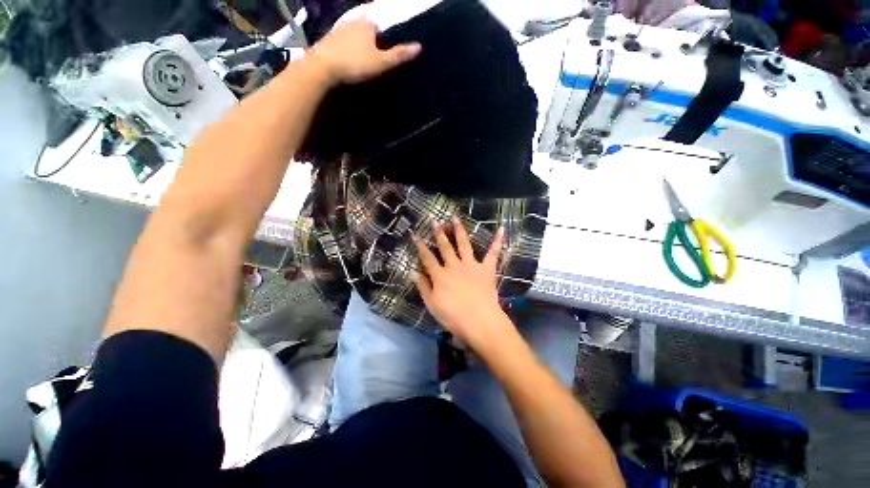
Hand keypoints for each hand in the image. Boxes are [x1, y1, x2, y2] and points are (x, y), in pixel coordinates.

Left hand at [308, 18, 420, 84]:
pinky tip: (346, 57)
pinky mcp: (327, 39)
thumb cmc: (355, 63)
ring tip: (361, 56)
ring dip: (357, 40)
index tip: (385, 47)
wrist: (323, 67)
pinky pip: (341, 40)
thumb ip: (399, 55)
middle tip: (374, 53)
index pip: (378, 22)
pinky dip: (346, 46)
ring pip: (352, 31)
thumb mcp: (381, 63)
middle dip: (370, 35)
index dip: (383, 34)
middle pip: (365, 25)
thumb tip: (419, 46)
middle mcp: (352, 21)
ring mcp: (338, 29)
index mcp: (367, 24)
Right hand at [413, 219, 508, 346]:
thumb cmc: (453, 317)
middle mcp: (454, 266)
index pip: (427, 258)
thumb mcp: (432, 304)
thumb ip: (423, 287)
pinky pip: (493, 253)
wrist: (480, 322)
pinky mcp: (487, 269)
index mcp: (440, 275)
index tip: (415, 234)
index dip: (420, 246)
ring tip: (455, 218)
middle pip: (445, 247)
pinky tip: (502, 229)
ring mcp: (471, 265)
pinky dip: (498, 241)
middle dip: (439, 233)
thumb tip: (412, 272)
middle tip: (434, 220)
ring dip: (459, 230)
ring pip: (464, 244)